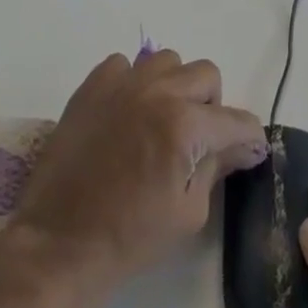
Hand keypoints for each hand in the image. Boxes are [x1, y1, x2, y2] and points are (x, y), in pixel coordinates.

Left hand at [9, 48, 269, 297]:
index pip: (236, 120)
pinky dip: (132, 83)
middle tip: (197, 140)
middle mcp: (159, 92)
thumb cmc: (129, 238)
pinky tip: (126, 114)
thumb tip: (243, 146)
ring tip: (160, 121)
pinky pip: (124, 64)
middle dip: (212, 107)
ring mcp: (123, 84)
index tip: (249, 151)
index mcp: (185, 126)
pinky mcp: (92, 86)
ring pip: (168, 61)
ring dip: (174, 87)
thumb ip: (217, 167)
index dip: (249, 138)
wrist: (58, 246)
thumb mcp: (187, 212)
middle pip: (207, 75)